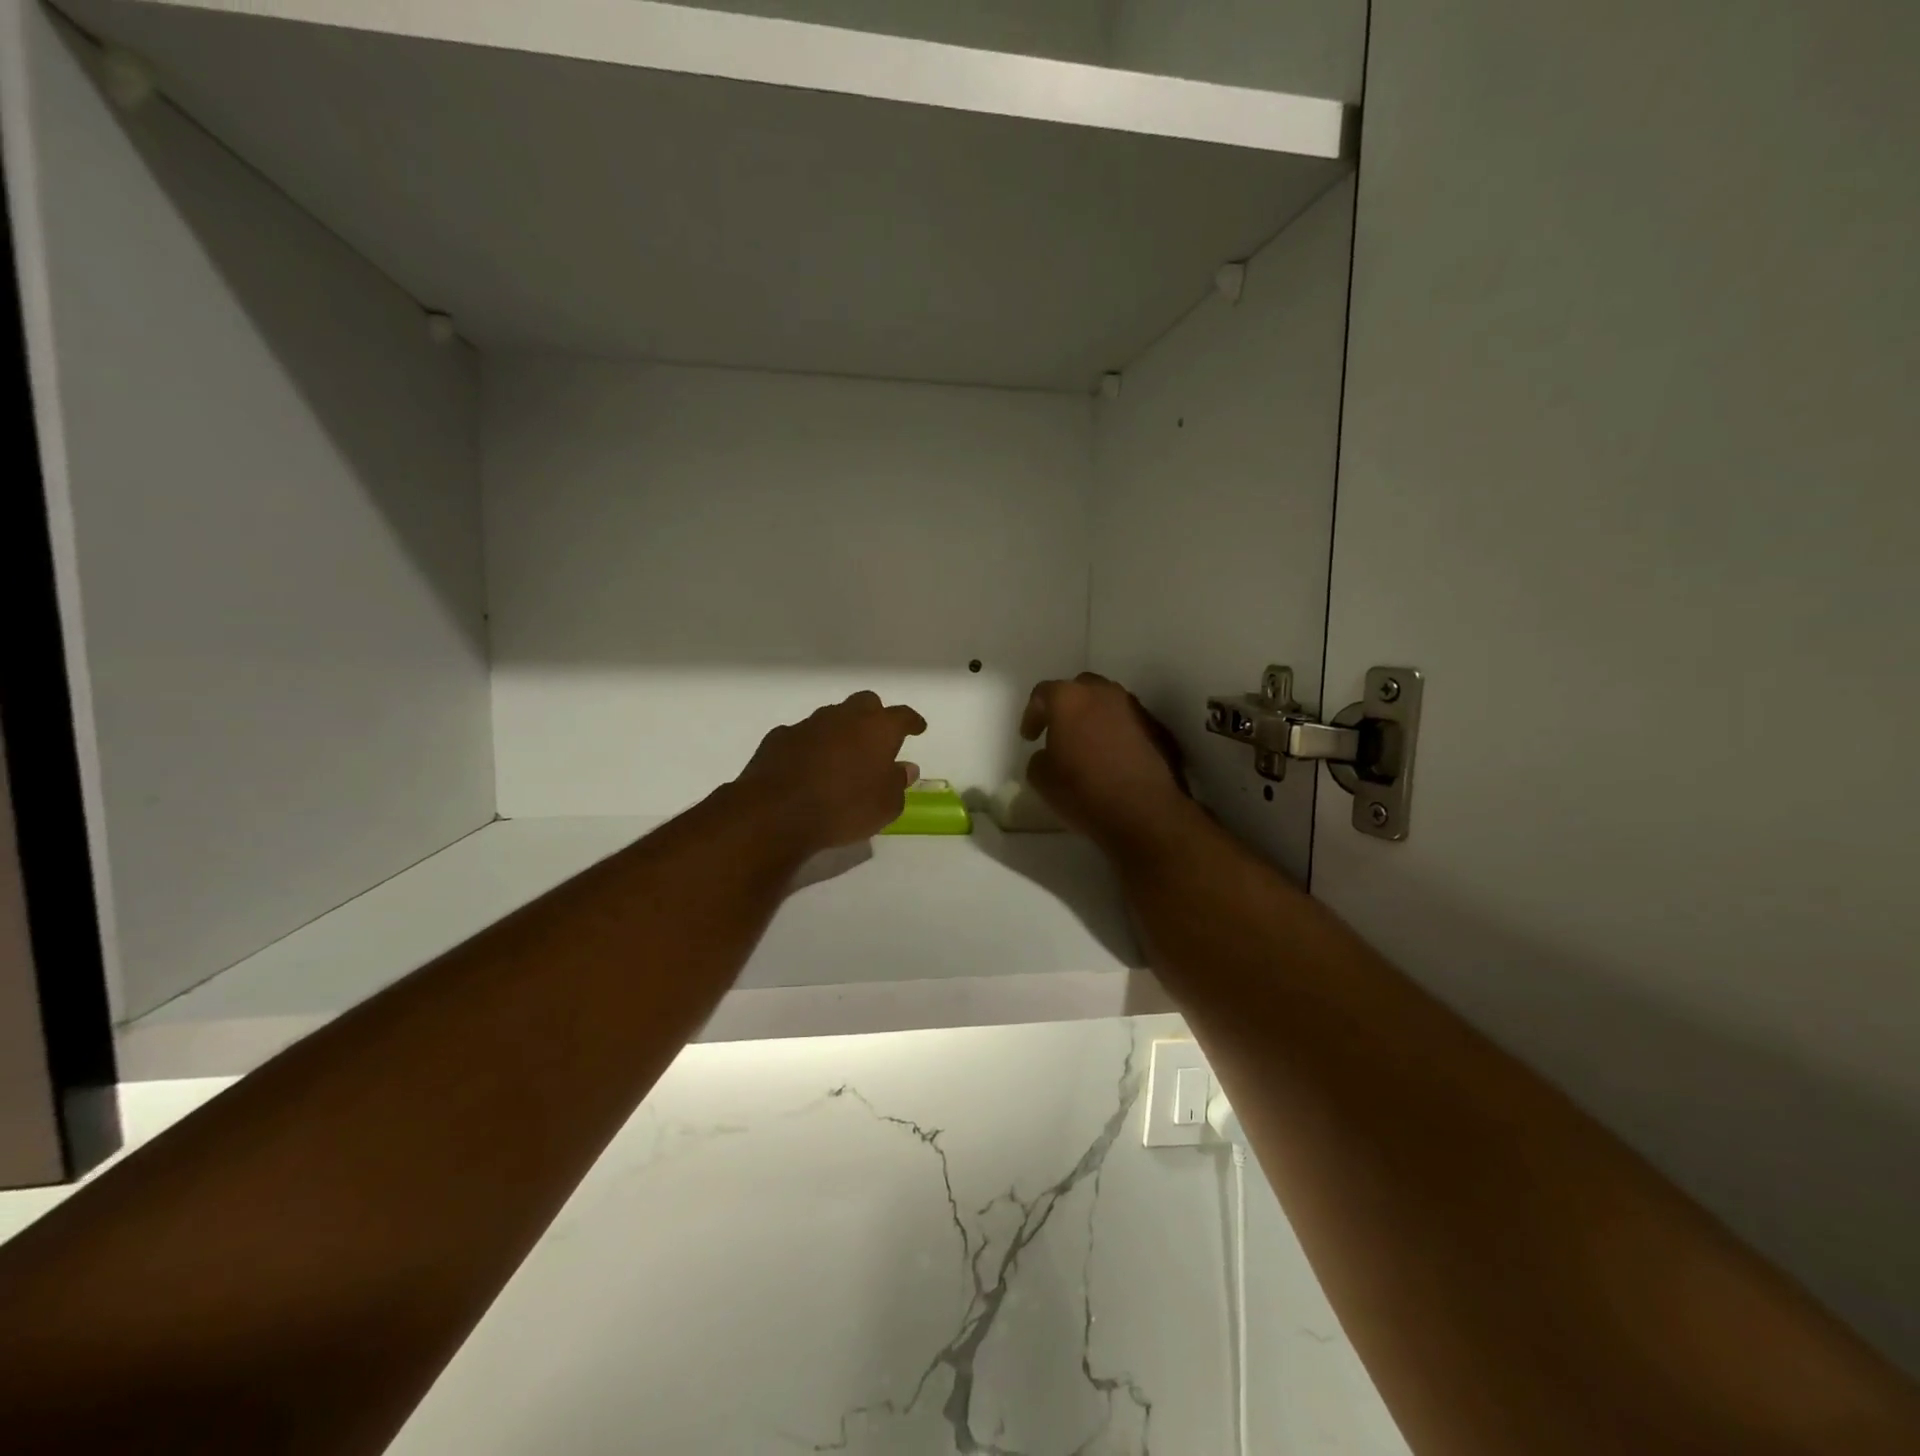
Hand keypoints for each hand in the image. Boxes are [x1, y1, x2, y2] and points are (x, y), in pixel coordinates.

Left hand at [736, 691, 926, 850]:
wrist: (777, 813)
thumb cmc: (844, 808)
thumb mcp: (885, 806)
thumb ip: (897, 783)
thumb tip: (904, 768)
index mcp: (877, 729)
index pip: (902, 716)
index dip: (912, 722)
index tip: (918, 728)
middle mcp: (844, 717)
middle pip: (865, 703)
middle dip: (875, 716)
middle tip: (878, 739)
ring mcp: (809, 724)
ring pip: (832, 717)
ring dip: (841, 731)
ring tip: (842, 756)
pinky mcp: (779, 737)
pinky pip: (803, 736)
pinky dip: (810, 746)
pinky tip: (808, 766)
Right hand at [1020, 673, 1189, 849]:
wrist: (1144, 812)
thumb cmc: (1084, 791)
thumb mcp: (1041, 779)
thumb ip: (1039, 757)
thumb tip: (1048, 754)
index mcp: (1069, 699)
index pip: (1043, 693)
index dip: (1032, 714)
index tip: (1030, 737)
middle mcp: (1103, 693)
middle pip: (1079, 689)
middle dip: (1067, 707)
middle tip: (1059, 732)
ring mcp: (1134, 708)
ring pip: (1107, 702)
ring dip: (1094, 717)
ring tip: (1088, 744)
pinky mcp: (1157, 728)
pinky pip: (1128, 722)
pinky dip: (1116, 732)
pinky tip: (1113, 757)